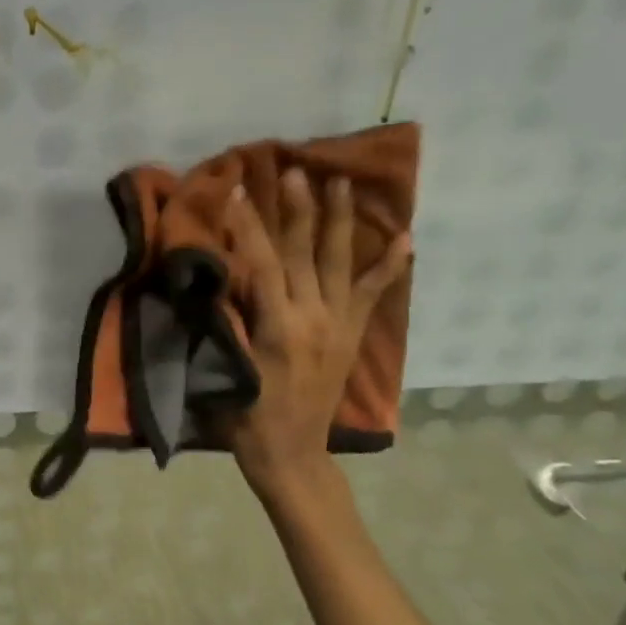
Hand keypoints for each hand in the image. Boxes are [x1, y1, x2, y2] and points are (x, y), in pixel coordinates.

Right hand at [223, 170, 410, 501]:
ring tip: (343, 183)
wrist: (291, 454)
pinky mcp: (350, 335)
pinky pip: (371, 294)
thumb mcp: (226, 368)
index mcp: (279, 326)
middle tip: (297, 171)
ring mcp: (338, 325)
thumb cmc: (244, 416)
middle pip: (304, 253)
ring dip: (340, 221)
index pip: (262, 262)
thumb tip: (221, 276)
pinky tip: (404, 238)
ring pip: (339, 263)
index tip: (236, 191)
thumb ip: (226, 321)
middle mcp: (314, 317)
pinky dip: (388, 266)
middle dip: (299, 209)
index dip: (247, 226)